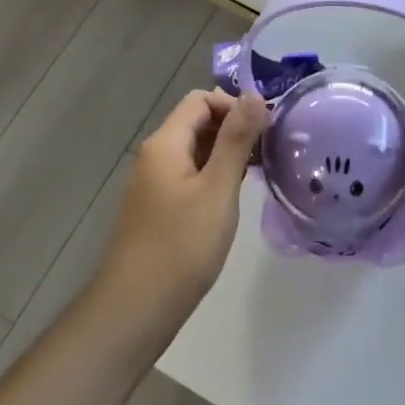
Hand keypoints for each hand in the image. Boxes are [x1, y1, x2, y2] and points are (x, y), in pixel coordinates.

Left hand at [97, 90, 267, 326]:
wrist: (136, 309)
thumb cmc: (182, 246)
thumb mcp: (218, 189)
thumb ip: (236, 139)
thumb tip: (255, 95)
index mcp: (166, 143)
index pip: (201, 100)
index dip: (234, 105)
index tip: (265, 129)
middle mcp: (155, 155)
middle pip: (197, 122)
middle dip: (233, 128)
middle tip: (268, 151)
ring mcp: (154, 183)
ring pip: (195, 150)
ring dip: (226, 152)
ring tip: (259, 172)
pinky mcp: (158, 207)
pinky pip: (190, 174)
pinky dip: (214, 175)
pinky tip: (234, 196)